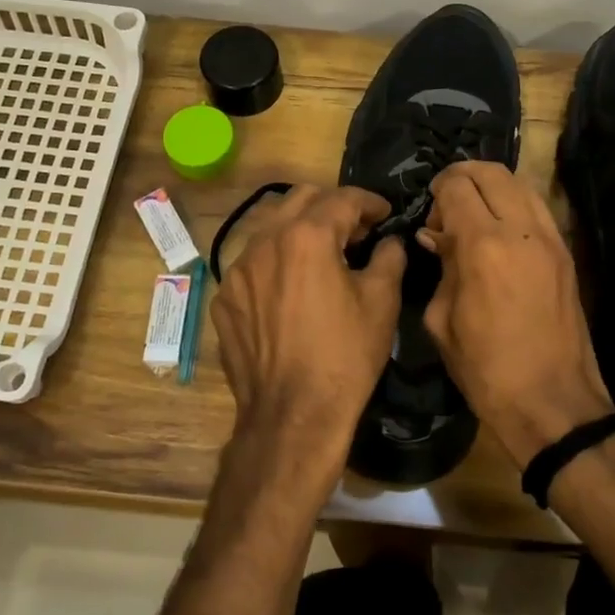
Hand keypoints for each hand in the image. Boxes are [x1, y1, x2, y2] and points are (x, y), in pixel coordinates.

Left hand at [210, 185, 405, 493]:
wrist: (292, 416)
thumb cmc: (344, 356)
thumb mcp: (381, 302)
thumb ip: (389, 257)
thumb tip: (388, 241)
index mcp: (307, 236)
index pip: (342, 198)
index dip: (370, 201)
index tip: (385, 213)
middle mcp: (265, 242)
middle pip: (301, 200)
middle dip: (332, 207)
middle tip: (356, 231)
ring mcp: (238, 270)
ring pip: (271, 228)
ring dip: (300, 231)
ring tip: (323, 256)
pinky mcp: (225, 299)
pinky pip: (253, 264)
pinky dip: (277, 263)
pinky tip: (292, 290)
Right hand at [418, 161, 614, 469]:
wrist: (552, 401)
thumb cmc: (485, 369)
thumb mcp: (442, 320)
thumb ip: (440, 267)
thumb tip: (436, 237)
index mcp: (482, 246)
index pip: (457, 187)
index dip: (438, 191)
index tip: (430, 215)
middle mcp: (520, 230)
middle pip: (492, 172)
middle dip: (463, 176)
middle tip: (447, 202)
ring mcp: (550, 239)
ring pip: (520, 183)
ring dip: (492, 187)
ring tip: (474, 213)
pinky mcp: (566, 253)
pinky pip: (538, 208)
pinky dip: (515, 204)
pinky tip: (500, 231)